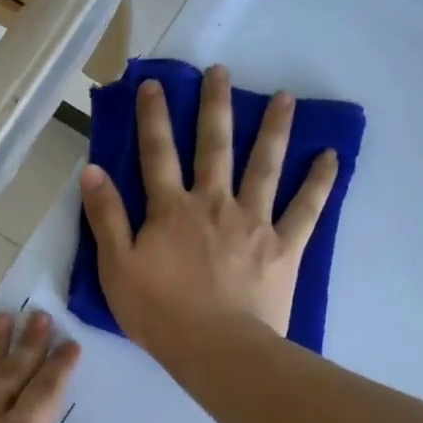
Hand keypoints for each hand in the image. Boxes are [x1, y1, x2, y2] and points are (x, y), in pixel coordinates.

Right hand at [79, 65, 336, 372]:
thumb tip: (92, 170)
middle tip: (221, 72)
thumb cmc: (159, 314)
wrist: (216, 350)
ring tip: (284, 98)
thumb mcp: (116, 268)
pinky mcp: (283, 246)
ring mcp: (253, 222)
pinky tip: (330, 156)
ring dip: (273, 129)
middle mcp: (214, 204)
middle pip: (214, 147)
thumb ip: (106, 217)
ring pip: (264, 165)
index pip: (157, 153)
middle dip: (215, 106)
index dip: (153, 117)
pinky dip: (319, 182)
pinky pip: (306, 208)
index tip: (154, 84)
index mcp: (171, 210)